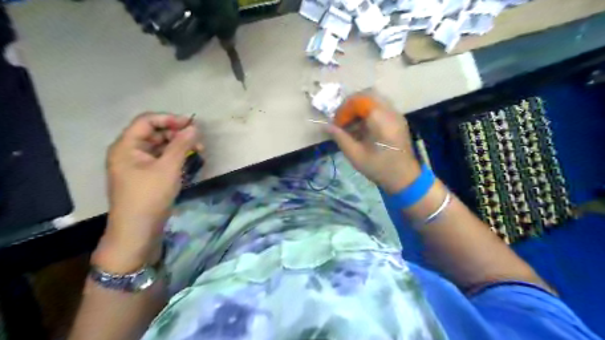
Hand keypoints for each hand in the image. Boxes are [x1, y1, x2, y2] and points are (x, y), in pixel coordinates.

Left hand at [94, 113, 201, 272]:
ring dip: (179, 146)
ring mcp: (137, 165)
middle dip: (177, 134)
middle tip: (198, 141)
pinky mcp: (146, 176)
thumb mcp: (168, 168)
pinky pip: (161, 160)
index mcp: (126, 146)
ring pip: (160, 147)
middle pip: (154, 133)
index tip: (191, 124)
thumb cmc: (150, 196)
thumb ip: (181, 145)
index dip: (169, 119)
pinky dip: (175, 158)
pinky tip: (189, 161)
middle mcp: (129, 152)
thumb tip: (194, 128)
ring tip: (198, 152)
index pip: (147, 121)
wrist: (138, 230)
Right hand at [328, 94, 421, 192]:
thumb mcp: (355, 155)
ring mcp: (397, 114)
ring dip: (360, 108)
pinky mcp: (398, 120)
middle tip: (342, 119)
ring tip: (351, 124)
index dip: (344, 109)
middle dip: (352, 105)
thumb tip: (325, 126)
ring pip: (375, 100)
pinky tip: (363, 128)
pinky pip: (382, 107)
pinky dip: (369, 112)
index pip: (359, 100)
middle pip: (368, 95)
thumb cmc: (379, 168)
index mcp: (380, 119)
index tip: (337, 123)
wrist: (405, 178)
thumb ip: (340, 137)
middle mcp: (390, 111)